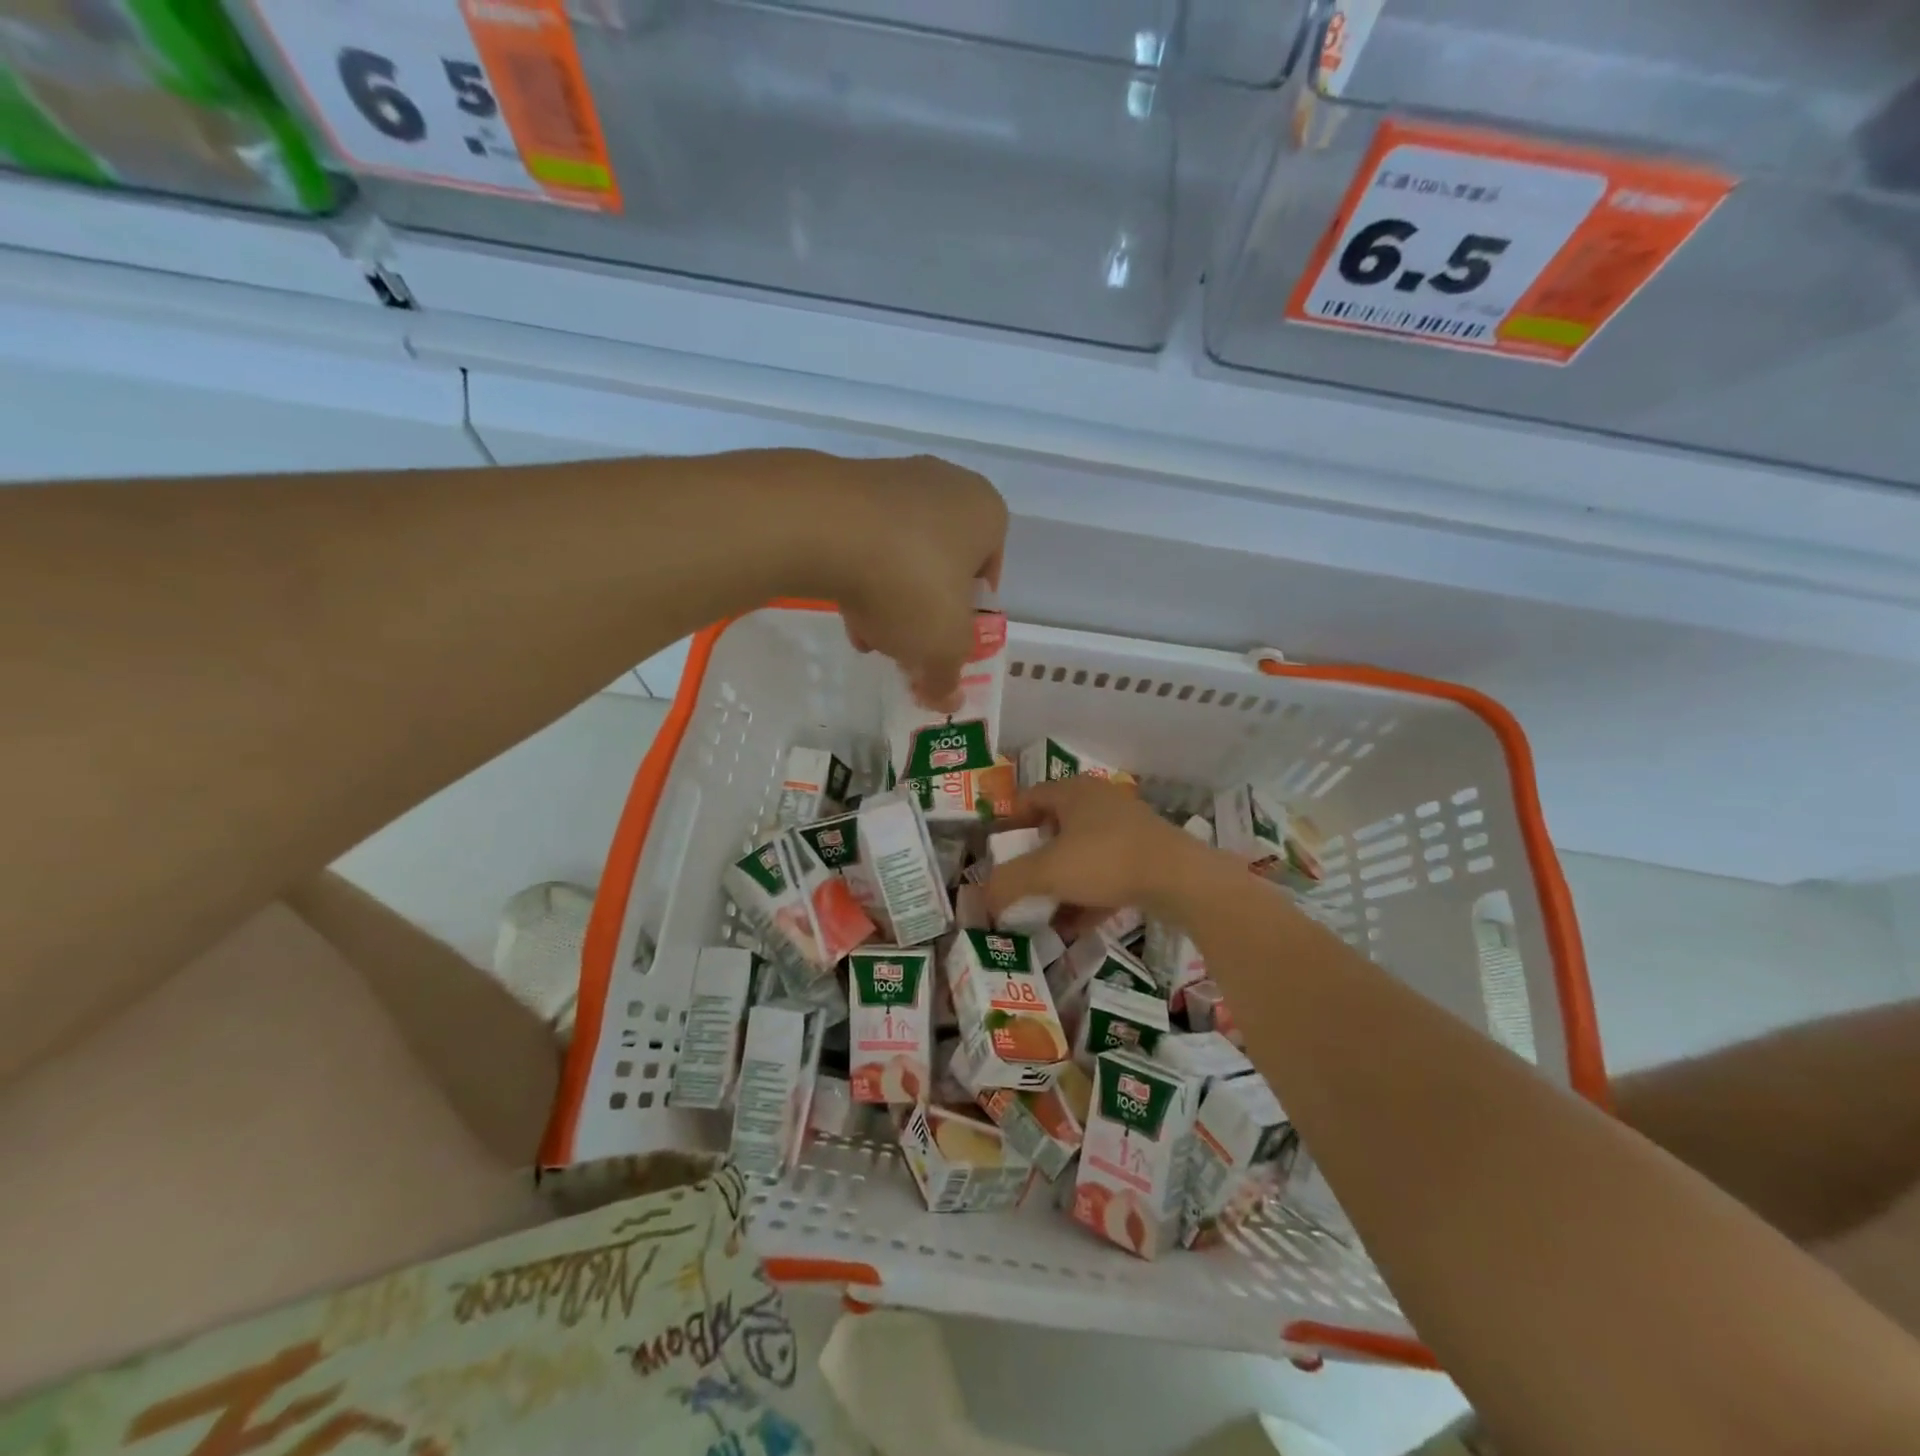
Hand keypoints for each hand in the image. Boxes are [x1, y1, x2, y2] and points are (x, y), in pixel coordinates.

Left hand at [824, 454, 1006, 708]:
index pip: (988, 572)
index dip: (968, 616)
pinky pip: (865, 539)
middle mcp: (946, 485)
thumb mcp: (941, 646)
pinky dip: (859, 574)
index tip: (947, 641)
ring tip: (868, 636)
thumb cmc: (909, 582)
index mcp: (986, 512)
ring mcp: (893, 478)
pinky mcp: (845, 485)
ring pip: (901, 554)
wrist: (822, 527)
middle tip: (908, 644)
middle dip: (925, 610)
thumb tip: (949, 700)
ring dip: (890, 598)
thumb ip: (948, 676)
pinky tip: (844, 610)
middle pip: (942, 564)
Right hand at [983, 777, 1223, 923]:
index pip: (1030, 798)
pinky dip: (1088, 897)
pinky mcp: (1147, 857)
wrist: (1180, 879)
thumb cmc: (1105, 860)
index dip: (1009, 822)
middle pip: (1056, 827)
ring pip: (1082, 855)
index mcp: (1074, 792)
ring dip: (1061, 883)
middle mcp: (1100, 802)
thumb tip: (982, 899)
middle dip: (1034, 858)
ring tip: (1043, 912)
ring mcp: (1127, 829)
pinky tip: (1075, 927)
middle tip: (1018, 882)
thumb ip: (1008, 883)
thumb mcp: (1047, 872)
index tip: (996, 851)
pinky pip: (1107, 875)